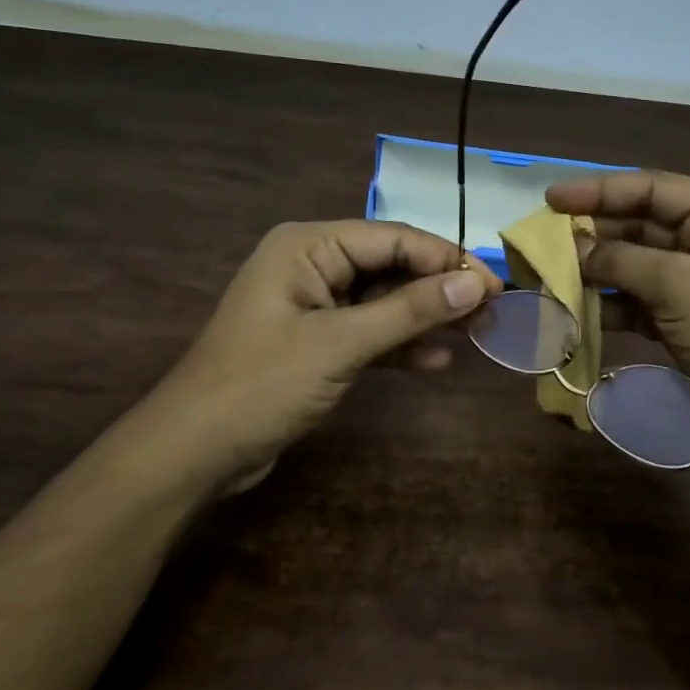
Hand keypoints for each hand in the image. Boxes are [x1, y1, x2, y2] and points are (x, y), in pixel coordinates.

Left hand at [123, 221, 501, 495]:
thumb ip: (410, 311)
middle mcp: (311, 266)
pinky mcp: (316, 343)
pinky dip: (400, 344)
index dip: (446, 259)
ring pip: (384, 301)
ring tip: (475, 333)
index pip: (392, 238)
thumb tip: (474, 282)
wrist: (195, 452)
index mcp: (308, 246)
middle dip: (438, 288)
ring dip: (425, 317)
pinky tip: (437, 361)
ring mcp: (313, 306)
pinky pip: (369, 332)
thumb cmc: (262, 384)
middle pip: (390, 266)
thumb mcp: (341, 343)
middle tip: (491, 311)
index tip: (493, 284)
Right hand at [545, 171, 689, 422]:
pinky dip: (607, 302)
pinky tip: (574, 307)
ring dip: (595, 268)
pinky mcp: (681, 317)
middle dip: (594, 232)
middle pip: (640, 223)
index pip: (654, 189)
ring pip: (634, 263)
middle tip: (545, 239)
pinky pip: (636, 298)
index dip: (601, 190)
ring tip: (551, 273)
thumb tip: (573, 249)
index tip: (552, 199)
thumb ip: (622, 259)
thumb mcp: (680, 285)